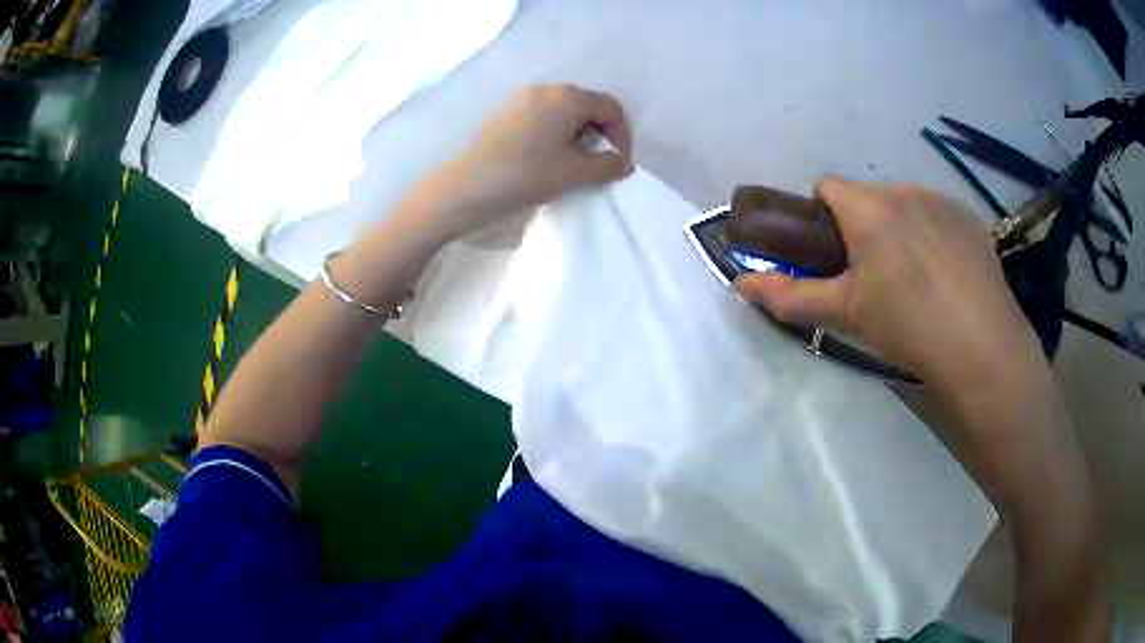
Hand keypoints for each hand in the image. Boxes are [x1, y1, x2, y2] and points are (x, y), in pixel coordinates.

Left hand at [406, 84, 633, 245]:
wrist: (466, 187)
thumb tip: (624, 164)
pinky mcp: (505, 112)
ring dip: (575, 133)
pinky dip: (553, 132)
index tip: (617, 163)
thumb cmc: (526, 175)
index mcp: (567, 97)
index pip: (610, 107)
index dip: (622, 135)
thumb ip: (607, 166)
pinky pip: (541, 115)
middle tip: (592, 163)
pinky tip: (542, 157)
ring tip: (567, 163)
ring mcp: (521, 98)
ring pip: (563, 110)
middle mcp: (545, 89)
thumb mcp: (574, 173)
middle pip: (586, 105)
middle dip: (598, 133)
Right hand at [733, 178, 1045, 394]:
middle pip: (868, 196)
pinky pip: (937, 214)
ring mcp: (942, 201)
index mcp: (870, 208)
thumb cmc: (909, 327)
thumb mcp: (846, 315)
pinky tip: (946, 276)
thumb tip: (740, 284)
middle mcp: (905, 190)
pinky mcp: (969, 218)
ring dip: (899, 229)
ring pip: (904, 204)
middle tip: (876, 278)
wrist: (983, 348)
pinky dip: (932, 234)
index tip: (835, 257)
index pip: (827, 186)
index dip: (823, 219)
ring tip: (917, 280)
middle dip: (863, 227)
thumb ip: (791, 296)